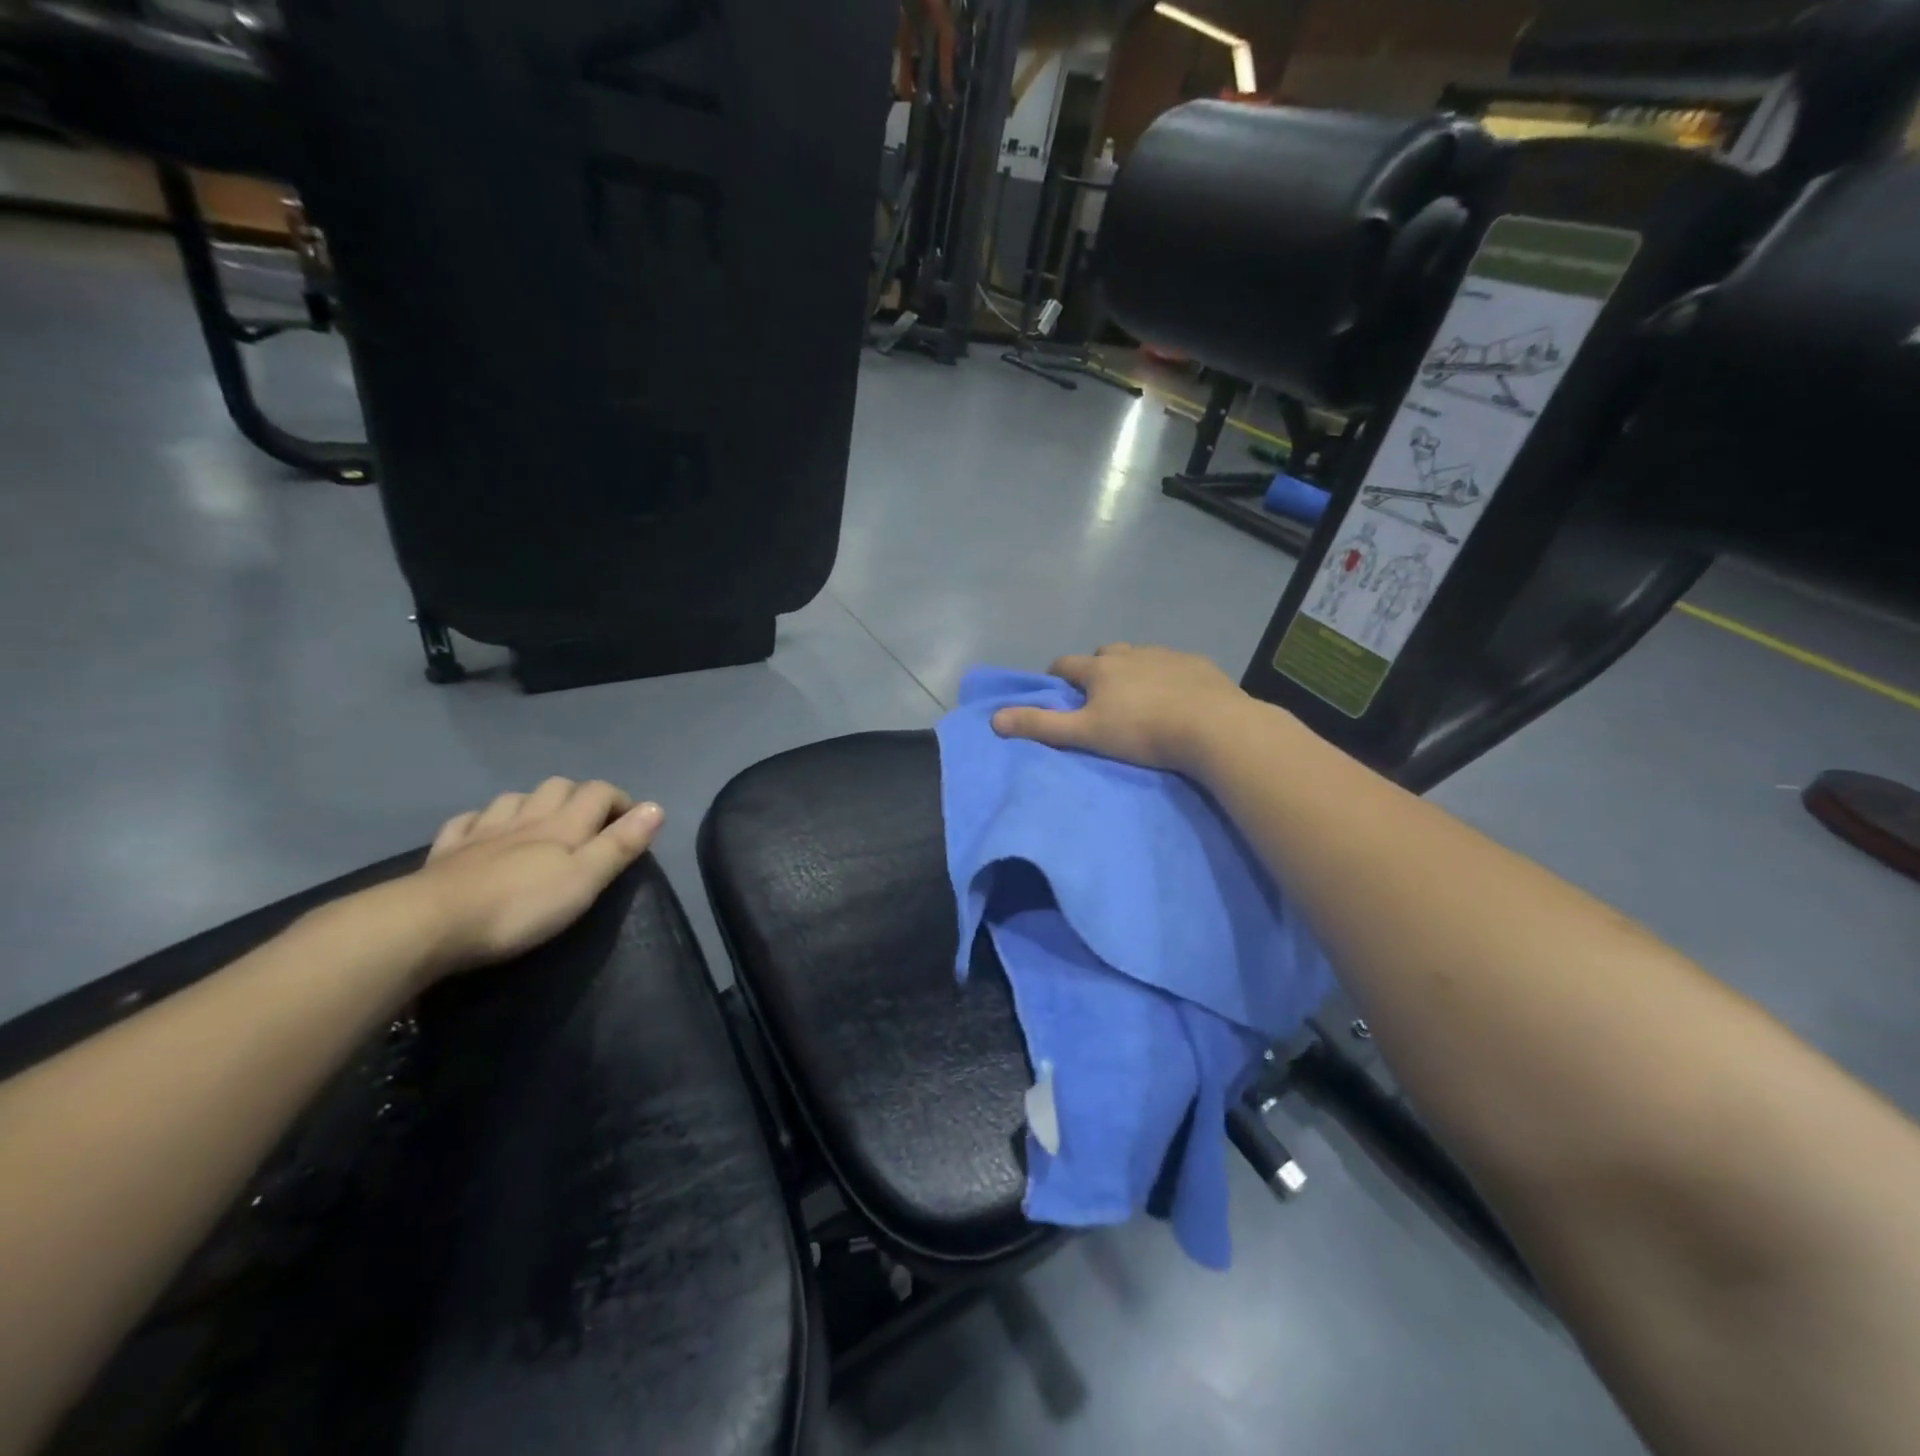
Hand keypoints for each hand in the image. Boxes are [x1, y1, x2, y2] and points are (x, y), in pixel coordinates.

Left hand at [406, 779, 664, 979]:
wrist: (428, 925)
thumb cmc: (520, 906)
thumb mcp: (585, 879)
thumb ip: (621, 844)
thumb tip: (657, 807)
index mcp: (563, 825)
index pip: (598, 792)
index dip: (619, 800)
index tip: (633, 822)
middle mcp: (525, 818)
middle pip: (557, 787)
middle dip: (579, 795)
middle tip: (591, 823)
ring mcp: (482, 832)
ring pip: (513, 799)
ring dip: (533, 803)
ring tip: (541, 824)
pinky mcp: (446, 852)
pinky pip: (467, 822)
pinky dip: (482, 821)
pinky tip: (483, 832)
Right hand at [991, 644, 1248, 773]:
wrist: (1213, 727)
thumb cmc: (1142, 732)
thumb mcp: (1086, 734)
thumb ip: (1041, 726)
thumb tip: (995, 719)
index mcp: (1101, 668)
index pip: (1066, 665)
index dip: (1056, 677)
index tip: (1058, 693)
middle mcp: (1131, 653)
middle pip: (1104, 654)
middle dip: (1097, 671)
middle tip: (1100, 699)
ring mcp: (1166, 655)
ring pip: (1140, 658)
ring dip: (1132, 672)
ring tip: (1139, 700)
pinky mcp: (1198, 664)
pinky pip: (1174, 665)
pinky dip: (1167, 676)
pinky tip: (1176, 698)